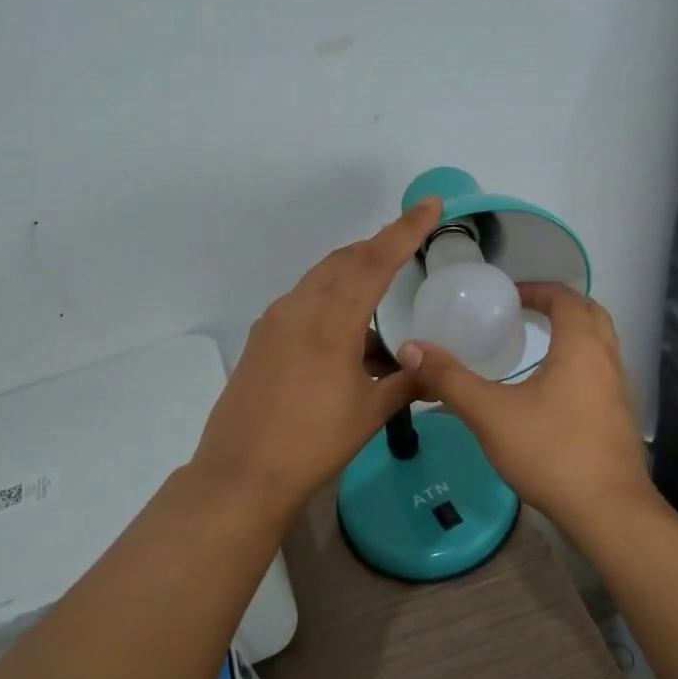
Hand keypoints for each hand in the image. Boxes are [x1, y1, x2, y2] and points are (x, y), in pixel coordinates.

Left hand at [190, 197, 441, 514]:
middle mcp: (299, 308)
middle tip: (411, 246)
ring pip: (321, 278)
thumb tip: (436, 370)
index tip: (430, 204)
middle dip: (379, 247)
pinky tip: (349, 330)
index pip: (375, 260)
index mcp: (331, 320)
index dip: (405, 229)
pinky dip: (332, 299)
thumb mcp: (369, 412)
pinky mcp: (262, 338)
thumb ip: (407, 383)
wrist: (242, 474)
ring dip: (354, 273)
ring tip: (383, 292)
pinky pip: (304, 301)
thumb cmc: (313, 442)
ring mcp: (275, 321)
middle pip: (345, 260)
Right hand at [398, 283, 650, 530]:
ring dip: (572, 335)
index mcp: (581, 346)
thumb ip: (449, 379)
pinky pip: (600, 374)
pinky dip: (578, 365)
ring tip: (534, 347)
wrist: (607, 512)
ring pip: (599, 346)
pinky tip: (549, 392)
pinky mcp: (619, 418)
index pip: (565, 297)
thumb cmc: (550, 451)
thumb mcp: (490, 413)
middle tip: (523, 313)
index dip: (536, 289)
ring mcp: (619, 390)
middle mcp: (607, 360)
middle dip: (558, 307)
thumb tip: (410, 348)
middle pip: (591, 314)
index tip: (507, 296)